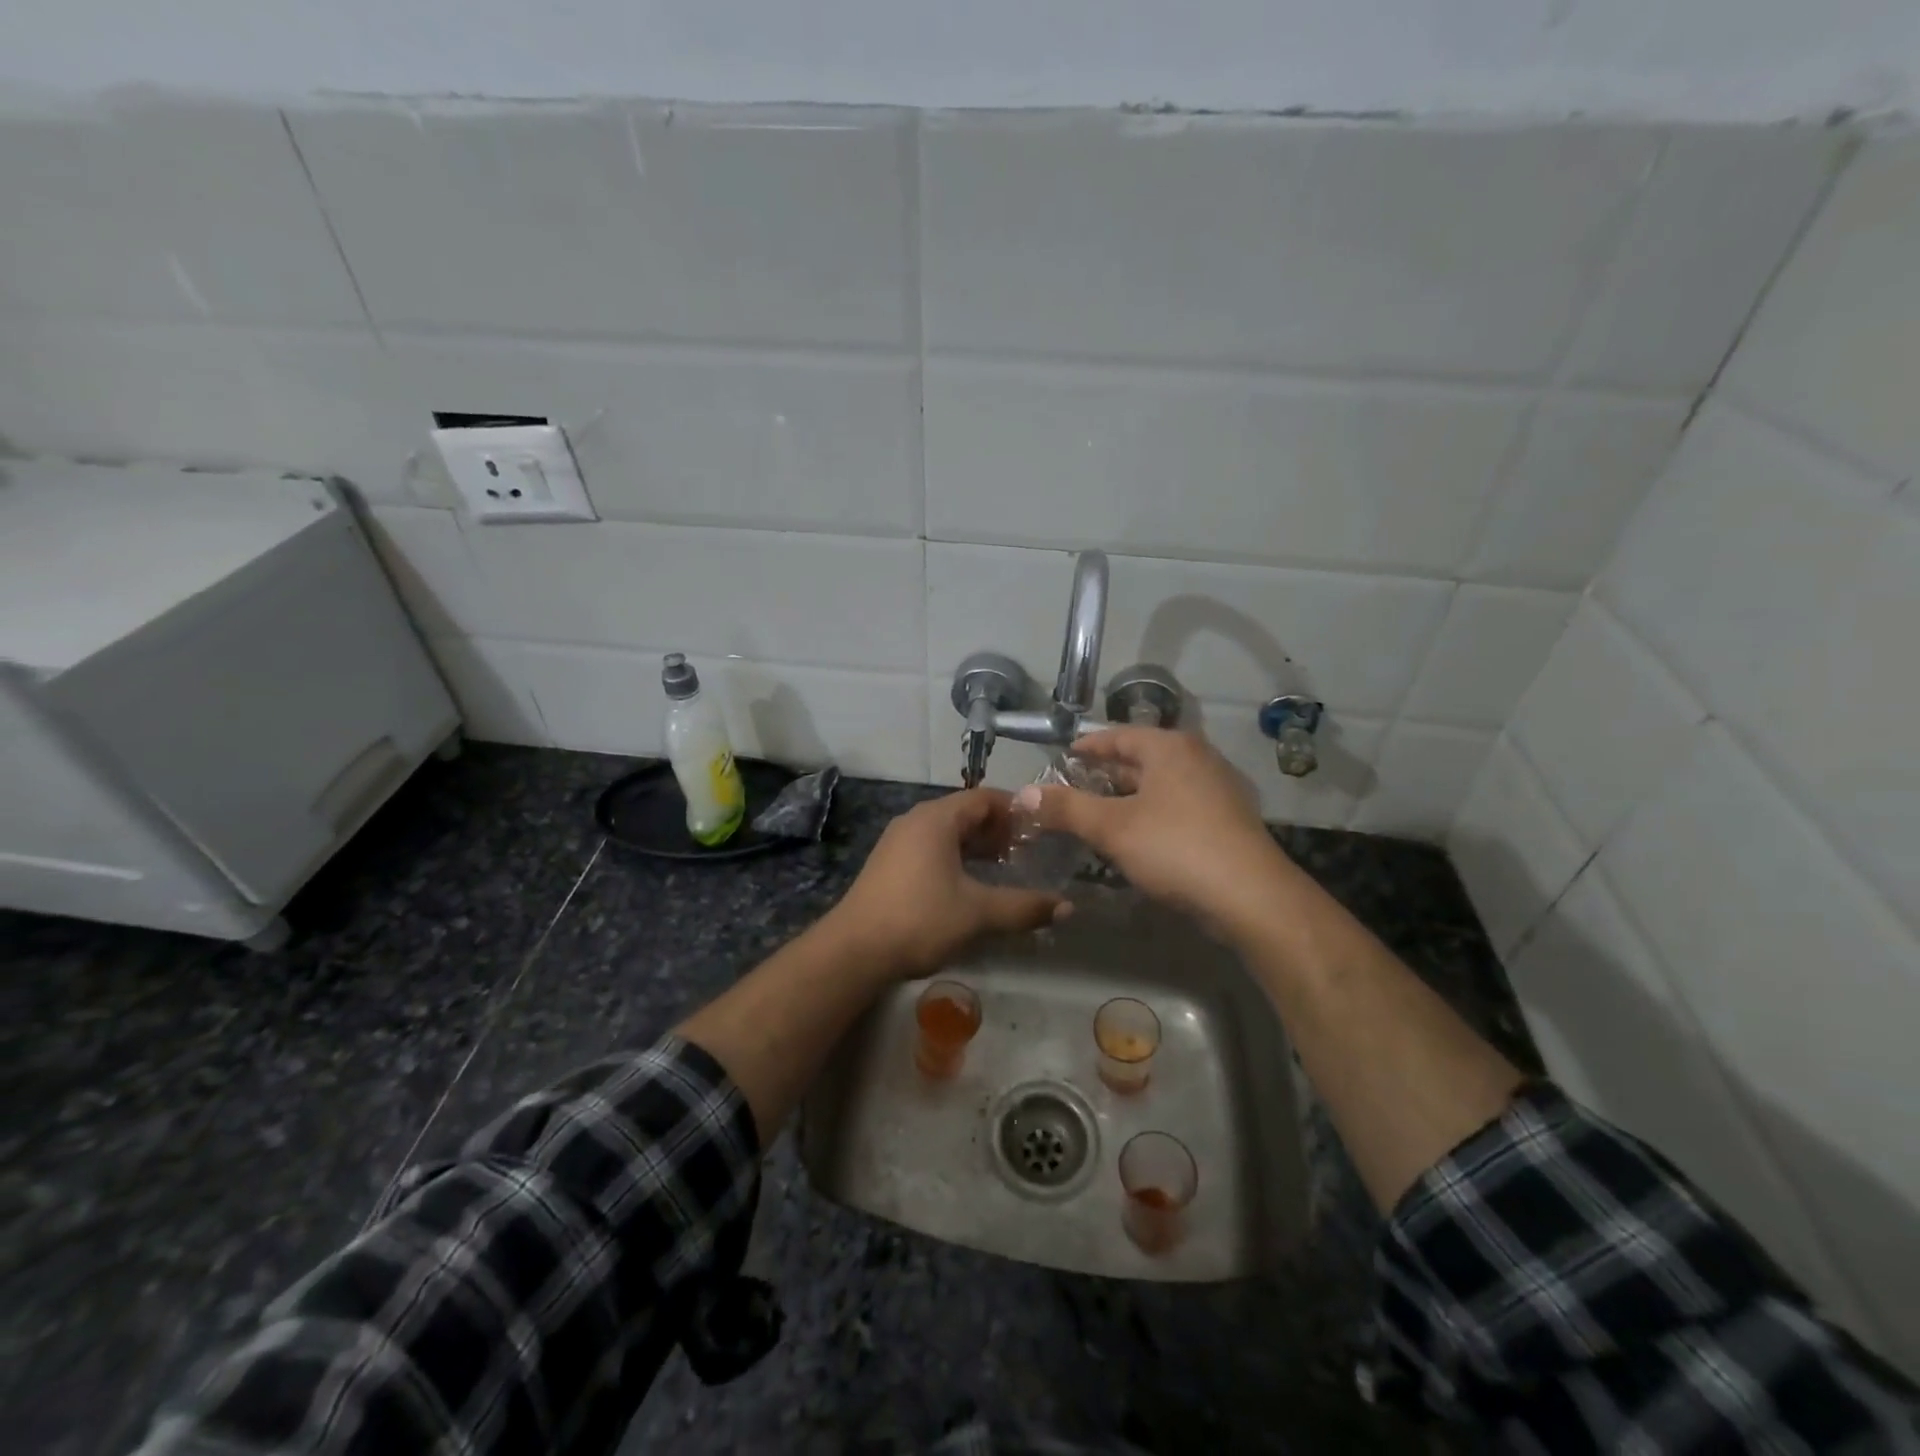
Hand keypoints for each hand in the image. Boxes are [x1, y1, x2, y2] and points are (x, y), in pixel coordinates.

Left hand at [827, 789, 1065, 977]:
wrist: (853, 951)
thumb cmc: (919, 919)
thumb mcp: (978, 913)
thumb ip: (1024, 907)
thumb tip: (1067, 907)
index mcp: (937, 818)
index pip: (984, 797)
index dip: (1015, 809)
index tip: (1042, 828)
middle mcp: (915, 820)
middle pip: (965, 813)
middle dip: (998, 830)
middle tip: (1029, 851)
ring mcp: (898, 842)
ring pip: (947, 833)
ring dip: (977, 846)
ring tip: (1006, 869)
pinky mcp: (889, 864)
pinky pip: (931, 848)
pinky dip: (956, 858)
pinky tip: (970, 886)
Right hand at [1016, 727, 1298, 931]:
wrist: (1252, 897)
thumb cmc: (1176, 848)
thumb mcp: (1111, 827)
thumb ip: (1066, 807)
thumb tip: (1024, 793)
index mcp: (1170, 748)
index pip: (1119, 735)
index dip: (1089, 746)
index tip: (1064, 756)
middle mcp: (1198, 758)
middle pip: (1142, 758)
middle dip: (1107, 773)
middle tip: (1075, 789)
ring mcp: (1219, 789)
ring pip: (1161, 784)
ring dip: (1130, 796)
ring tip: (1100, 814)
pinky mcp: (1229, 820)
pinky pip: (1179, 806)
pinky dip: (1153, 813)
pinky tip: (1138, 837)